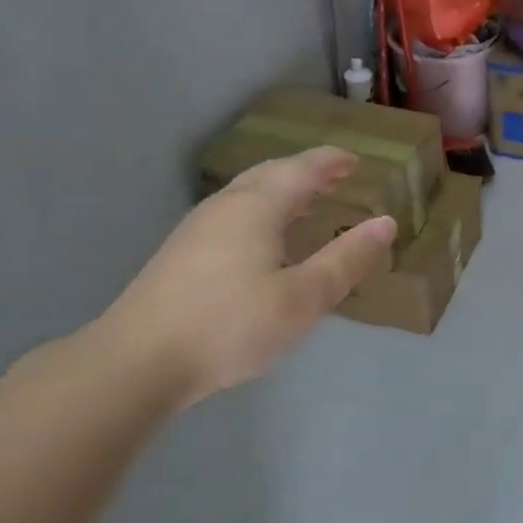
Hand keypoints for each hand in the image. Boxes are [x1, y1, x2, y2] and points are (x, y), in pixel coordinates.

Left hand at [95, 148, 395, 407]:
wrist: (136, 362)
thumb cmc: (230, 326)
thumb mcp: (304, 298)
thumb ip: (346, 259)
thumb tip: (385, 223)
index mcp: (257, 208)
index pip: (302, 169)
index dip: (332, 161)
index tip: (357, 160)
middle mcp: (225, 207)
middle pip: (271, 174)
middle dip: (307, 171)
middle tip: (337, 176)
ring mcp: (197, 229)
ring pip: (248, 194)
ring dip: (283, 190)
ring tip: (309, 203)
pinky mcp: (182, 254)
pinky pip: (234, 214)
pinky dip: (263, 211)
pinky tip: (266, 240)